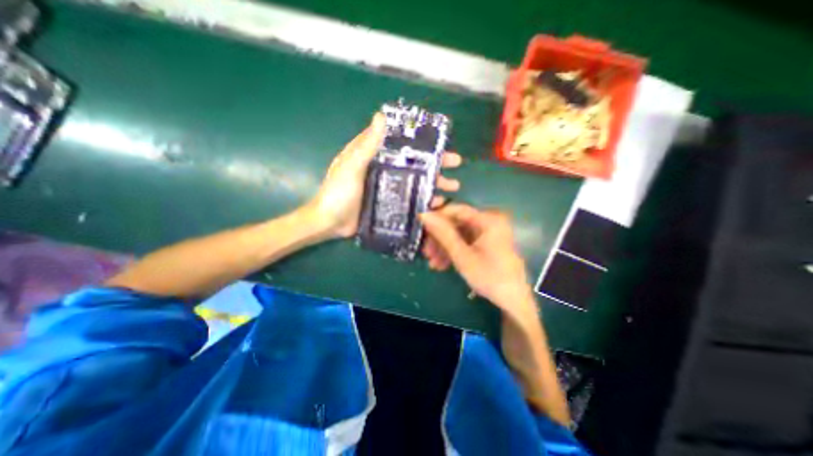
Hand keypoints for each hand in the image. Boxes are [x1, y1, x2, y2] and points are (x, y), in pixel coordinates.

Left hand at [309, 112, 460, 237]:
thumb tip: (381, 116)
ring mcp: (388, 188)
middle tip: (456, 164)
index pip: (401, 144)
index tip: (440, 142)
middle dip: (435, 163)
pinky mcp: (389, 204)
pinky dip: (424, 200)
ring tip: (453, 187)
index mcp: (374, 156)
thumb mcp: (351, 167)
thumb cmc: (338, 193)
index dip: (421, 141)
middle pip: (413, 163)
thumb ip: (366, 145)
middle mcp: (384, 169)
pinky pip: (410, 199)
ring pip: (415, 181)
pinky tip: (438, 204)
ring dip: (434, 183)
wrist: (330, 224)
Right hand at [418, 207, 535, 316]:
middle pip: (456, 223)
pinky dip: (454, 251)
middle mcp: (489, 222)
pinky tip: (442, 264)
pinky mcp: (487, 244)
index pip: (456, 209)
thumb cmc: (489, 276)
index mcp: (488, 219)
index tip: (420, 224)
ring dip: (444, 247)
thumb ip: (443, 233)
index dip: (436, 215)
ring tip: (432, 262)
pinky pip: (466, 242)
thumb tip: (424, 214)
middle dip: (439, 238)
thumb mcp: (462, 255)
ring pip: (459, 234)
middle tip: (425, 251)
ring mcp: (489, 233)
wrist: (513, 301)